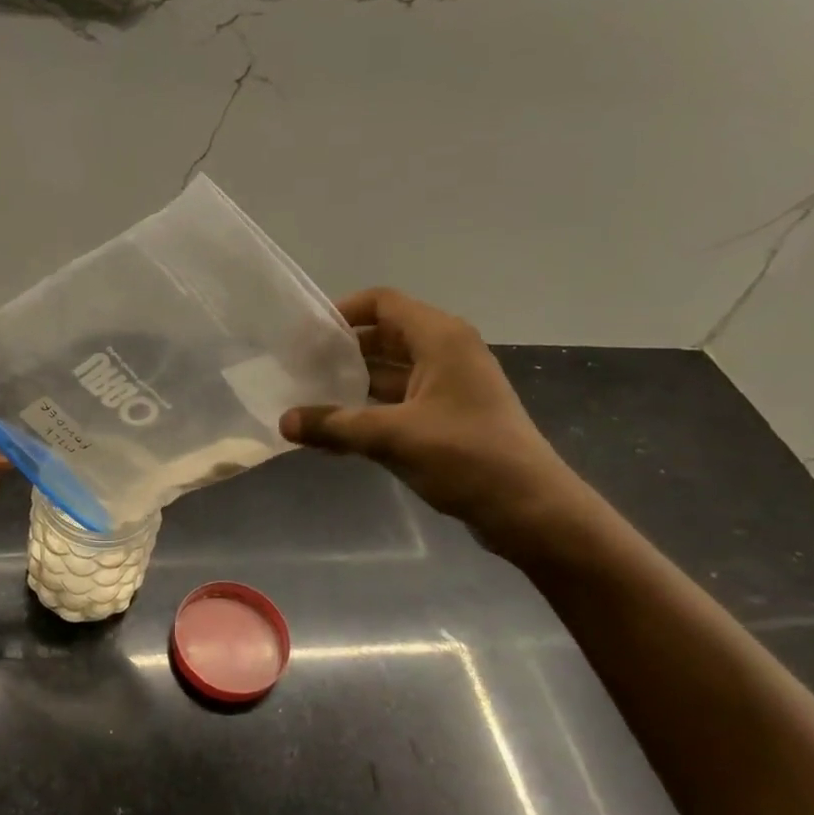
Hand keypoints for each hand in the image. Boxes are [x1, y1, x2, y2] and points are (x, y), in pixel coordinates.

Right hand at [279, 289, 576, 540]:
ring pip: (389, 373)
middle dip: (340, 351)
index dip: (341, 312)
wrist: (530, 510)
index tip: (304, 336)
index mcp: (441, 338)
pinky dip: (368, 411)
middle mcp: (446, 353)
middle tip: (297, 369)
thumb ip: (334, 425)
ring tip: (307, 400)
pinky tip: (335, 433)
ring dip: (351, 384)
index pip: (382, 304)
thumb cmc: (466, 457)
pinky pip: (399, 403)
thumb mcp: (392, 438)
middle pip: (383, 337)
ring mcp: (448, 387)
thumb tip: (283, 422)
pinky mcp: (448, 418)